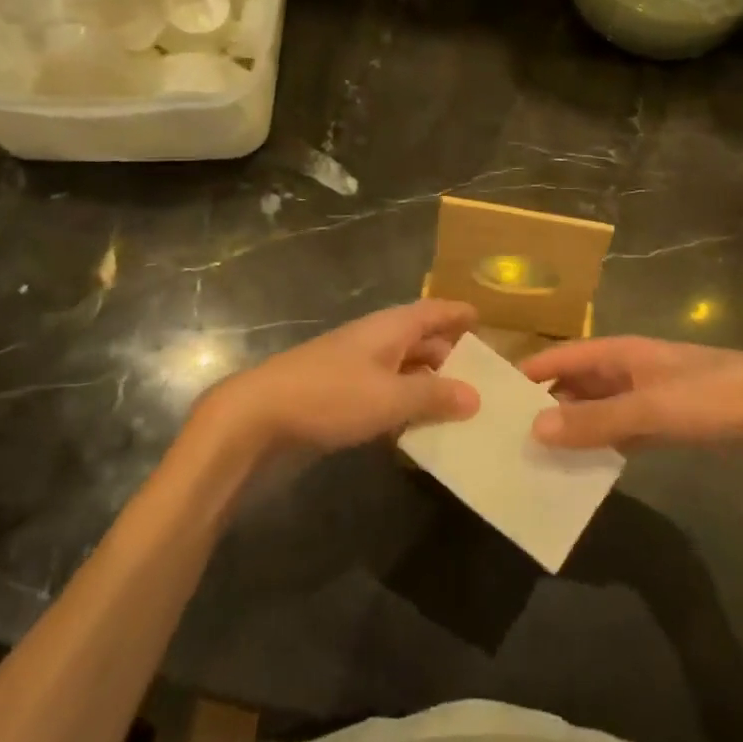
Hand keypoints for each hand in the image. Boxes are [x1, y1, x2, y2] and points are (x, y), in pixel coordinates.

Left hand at [201, 300, 480, 459]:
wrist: (260, 416)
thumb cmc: (330, 396)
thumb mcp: (390, 397)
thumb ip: (433, 396)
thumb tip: (475, 395)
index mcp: (388, 328)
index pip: (431, 311)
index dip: (456, 314)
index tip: (482, 319)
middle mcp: (374, 341)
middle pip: (419, 341)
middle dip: (449, 356)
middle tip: (482, 378)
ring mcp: (354, 368)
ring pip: (402, 370)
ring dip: (427, 385)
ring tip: (460, 408)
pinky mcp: (339, 397)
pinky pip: (383, 395)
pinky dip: (403, 406)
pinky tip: (417, 430)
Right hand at [520, 336, 742, 472]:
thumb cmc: (709, 397)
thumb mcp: (648, 408)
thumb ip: (593, 420)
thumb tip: (534, 429)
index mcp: (617, 352)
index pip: (560, 356)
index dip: (528, 372)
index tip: (492, 395)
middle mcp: (625, 369)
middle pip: (574, 383)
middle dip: (544, 404)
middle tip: (507, 435)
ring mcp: (645, 395)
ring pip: (595, 408)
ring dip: (570, 427)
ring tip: (536, 456)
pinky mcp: (663, 421)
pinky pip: (618, 430)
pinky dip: (599, 444)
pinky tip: (583, 467)